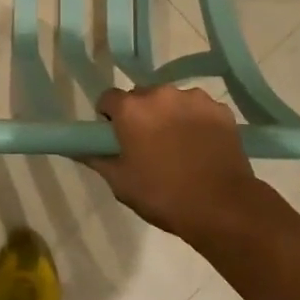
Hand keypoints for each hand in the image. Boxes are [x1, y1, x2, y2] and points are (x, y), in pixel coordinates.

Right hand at [89, 86, 270, 244]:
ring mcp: (193, 98)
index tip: (117, 139)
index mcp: (131, 108)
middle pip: (141, 97)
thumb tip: (77, 148)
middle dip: (141, 115)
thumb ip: (96, 158)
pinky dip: (196, 122)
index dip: (110, 118)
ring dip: (169, 116)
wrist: (222, 206)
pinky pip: (198, 109)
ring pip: (172, 101)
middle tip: (148, 146)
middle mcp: (160, 93)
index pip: (108, 99)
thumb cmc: (163, 195)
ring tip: (180, 148)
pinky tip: (202, 147)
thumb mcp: (120, 183)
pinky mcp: (219, 108)